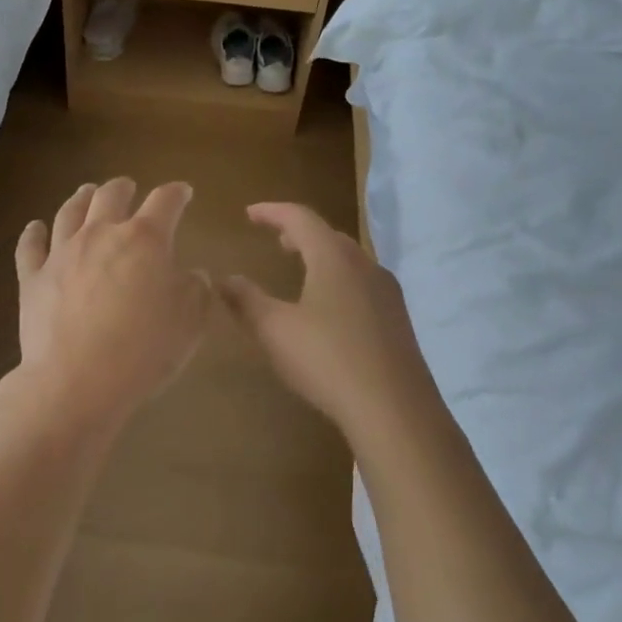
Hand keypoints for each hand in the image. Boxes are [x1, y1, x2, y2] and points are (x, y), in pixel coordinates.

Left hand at [13, 179, 210, 431]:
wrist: (76, 381)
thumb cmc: (143, 351)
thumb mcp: (190, 323)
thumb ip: (196, 290)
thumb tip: (193, 274)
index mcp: (145, 240)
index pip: (165, 202)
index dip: (177, 193)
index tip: (184, 192)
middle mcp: (101, 234)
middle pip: (111, 196)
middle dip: (124, 188)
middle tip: (128, 187)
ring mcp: (62, 253)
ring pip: (70, 212)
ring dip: (81, 198)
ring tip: (87, 192)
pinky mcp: (32, 277)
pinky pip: (30, 246)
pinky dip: (33, 233)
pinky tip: (35, 227)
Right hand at [221, 203, 448, 443]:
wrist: (394, 410)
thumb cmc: (327, 360)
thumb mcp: (274, 330)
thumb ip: (246, 300)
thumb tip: (224, 278)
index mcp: (334, 258)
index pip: (301, 218)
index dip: (272, 212)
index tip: (249, 214)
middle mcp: (365, 265)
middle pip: (329, 235)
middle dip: (300, 233)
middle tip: (277, 239)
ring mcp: (387, 293)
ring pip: (350, 260)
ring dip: (321, 256)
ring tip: (301, 268)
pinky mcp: (398, 320)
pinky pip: (362, 284)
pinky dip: (338, 279)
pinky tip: (329, 307)